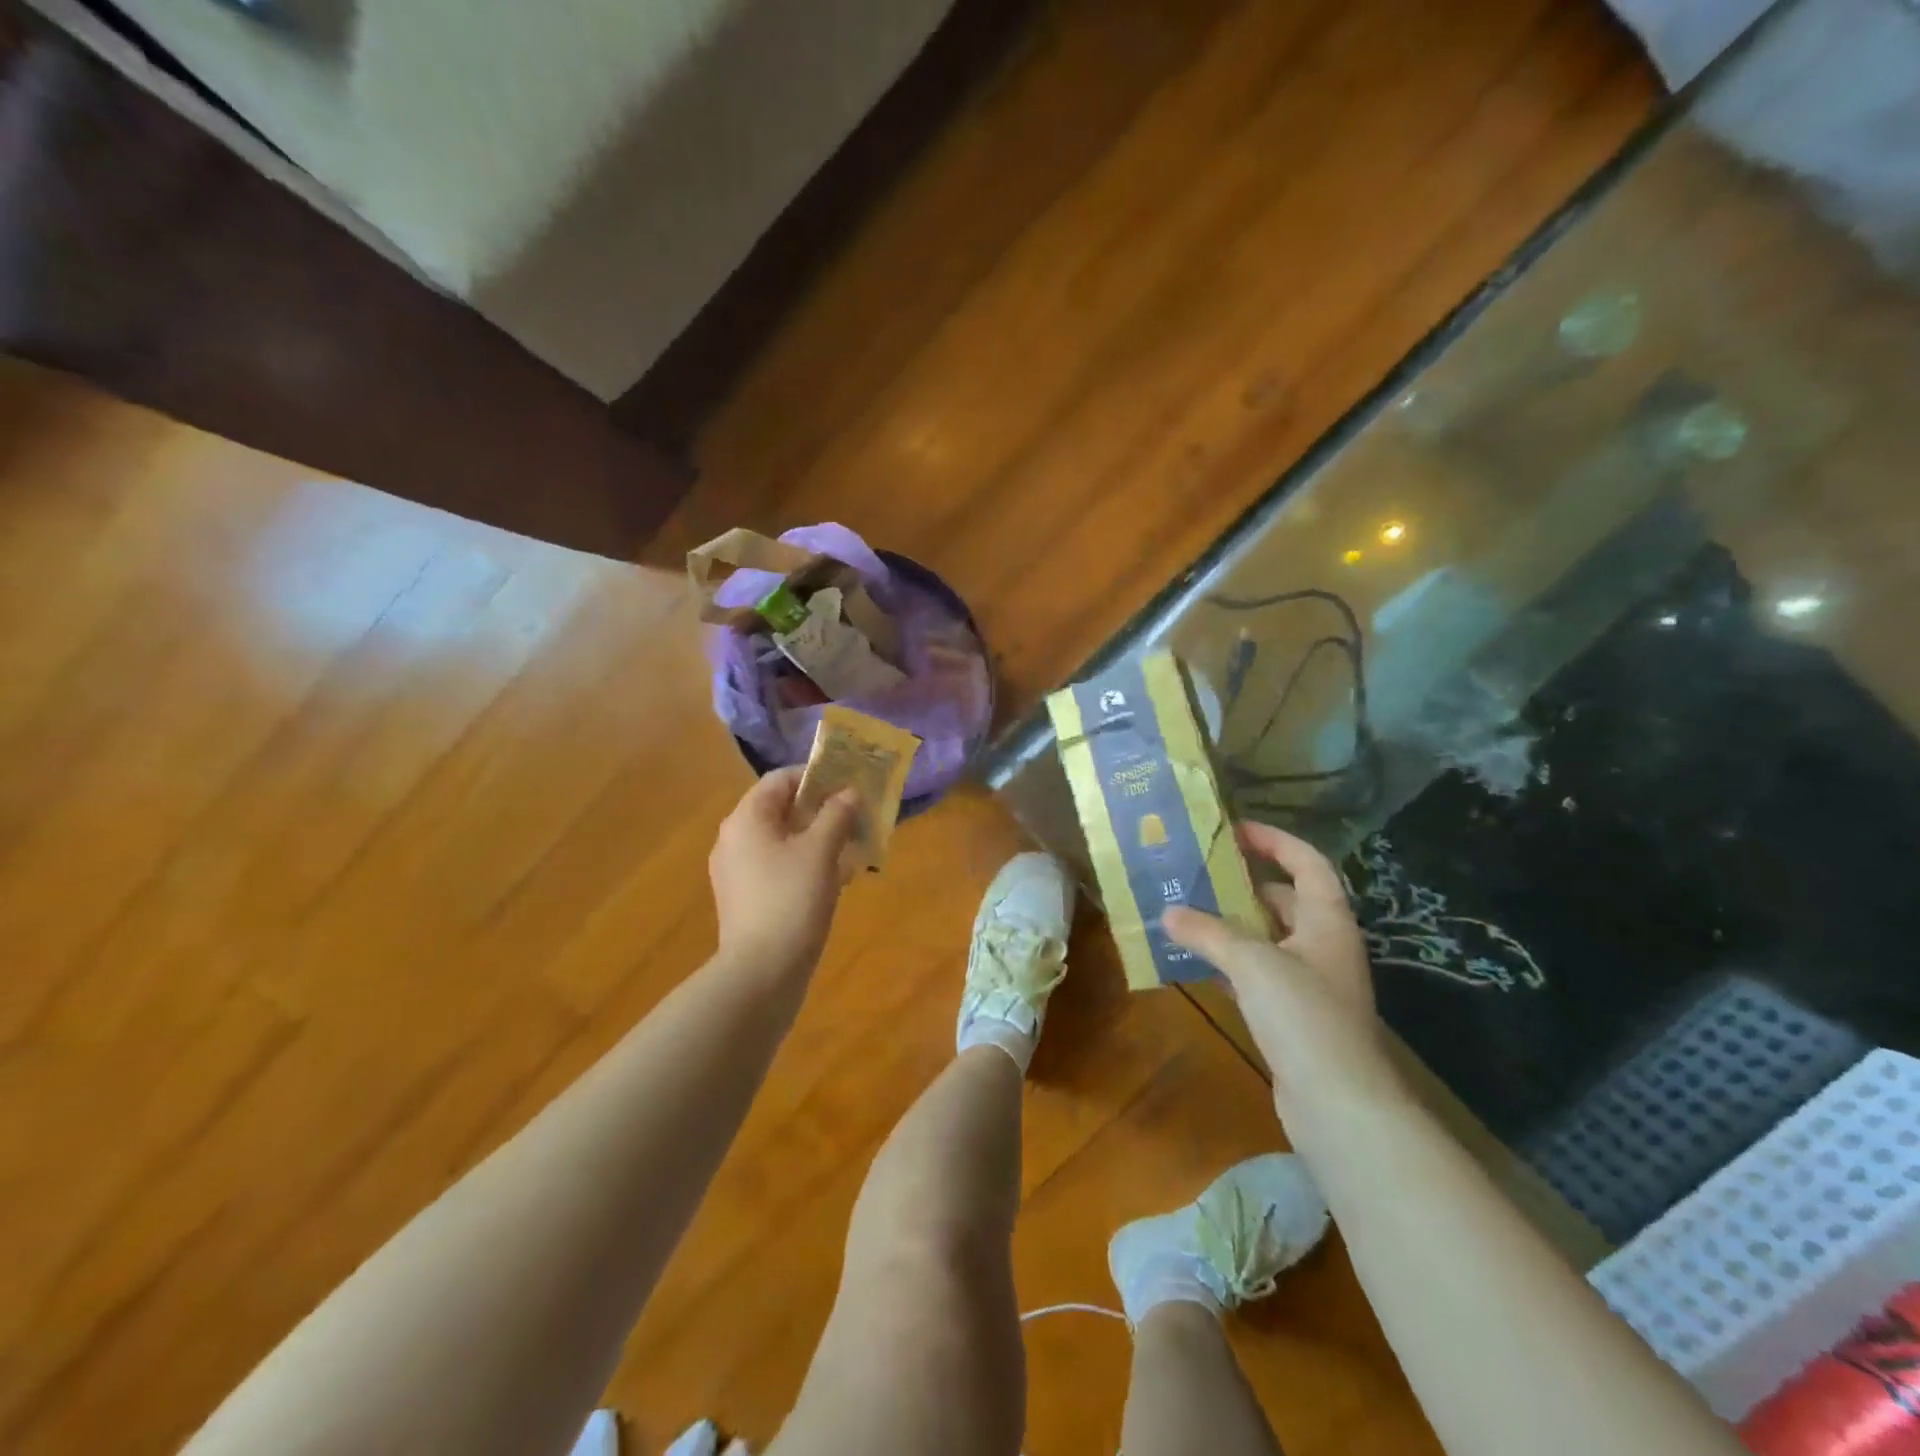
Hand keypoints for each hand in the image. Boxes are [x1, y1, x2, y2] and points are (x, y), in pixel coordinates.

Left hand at [709, 768, 859, 983]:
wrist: (761, 973)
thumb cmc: (792, 899)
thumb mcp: (821, 851)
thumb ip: (836, 814)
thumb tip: (848, 793)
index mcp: (746, 819)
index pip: (780, 779)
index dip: (816, 776)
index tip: (849, 785)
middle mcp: (735, 839)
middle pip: (781, 809)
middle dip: (821, 809)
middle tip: (856, 815)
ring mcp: (737, 871)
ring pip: (782, 840)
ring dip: (818, 837)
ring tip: (852, 847)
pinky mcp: (746, 898)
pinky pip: (778, 866)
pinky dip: (806, 863)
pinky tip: (835, 878)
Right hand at [1164, 822, 1404, 1120]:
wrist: (1339, 1105)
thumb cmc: (1304, 1016)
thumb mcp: (1252, 963)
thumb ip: (1207, 933)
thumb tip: (1167, 912)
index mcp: (1327, 921)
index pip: (1307, 863)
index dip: (1275, 841)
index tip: (1235, 831)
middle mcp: (1324, 946)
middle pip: (1287, 899)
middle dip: (1245, 884)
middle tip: (1200, 873)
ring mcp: (1311, 983)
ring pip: (1269, 938)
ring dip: (1233, 925)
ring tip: (1189, 911)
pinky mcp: (1295, 1016)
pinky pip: (1259, 974)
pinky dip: (1231, 963)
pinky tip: (1197, 962)